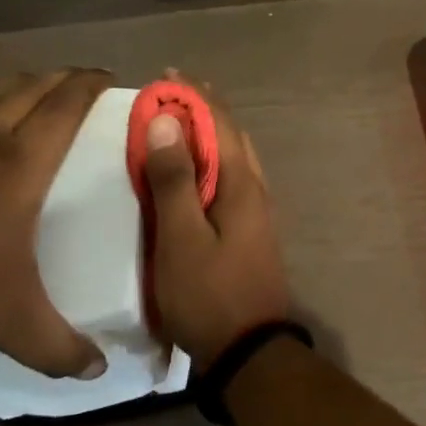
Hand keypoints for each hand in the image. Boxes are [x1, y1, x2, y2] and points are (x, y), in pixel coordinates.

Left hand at [0, 69, 111, 377]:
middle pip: (29, 87)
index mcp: (19, 164)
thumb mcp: (9, 321)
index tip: (107, 76)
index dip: (89, 85)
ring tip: (27, 84)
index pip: (65, 106)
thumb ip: (58, 346)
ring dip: (14, 82)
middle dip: (59, 77)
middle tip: (78, 80)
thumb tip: (99, 372)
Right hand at [142, 82, 290, 367]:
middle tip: (171, 94)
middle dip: (204, 109)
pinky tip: (196, 172)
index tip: (168, 75)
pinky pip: (231, 178)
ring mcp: (256, 210)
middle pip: (230, 135)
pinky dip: (212, 160)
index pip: (218, 124)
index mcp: (241, 183)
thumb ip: (175, 180)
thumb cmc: (209, 293)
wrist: (250, 350)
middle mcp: (255, 188)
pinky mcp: (250, 229)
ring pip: (234, 156)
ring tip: (180, 124)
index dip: (194, 97)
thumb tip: (168, 120)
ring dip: (209, 134)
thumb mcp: (181, 237)